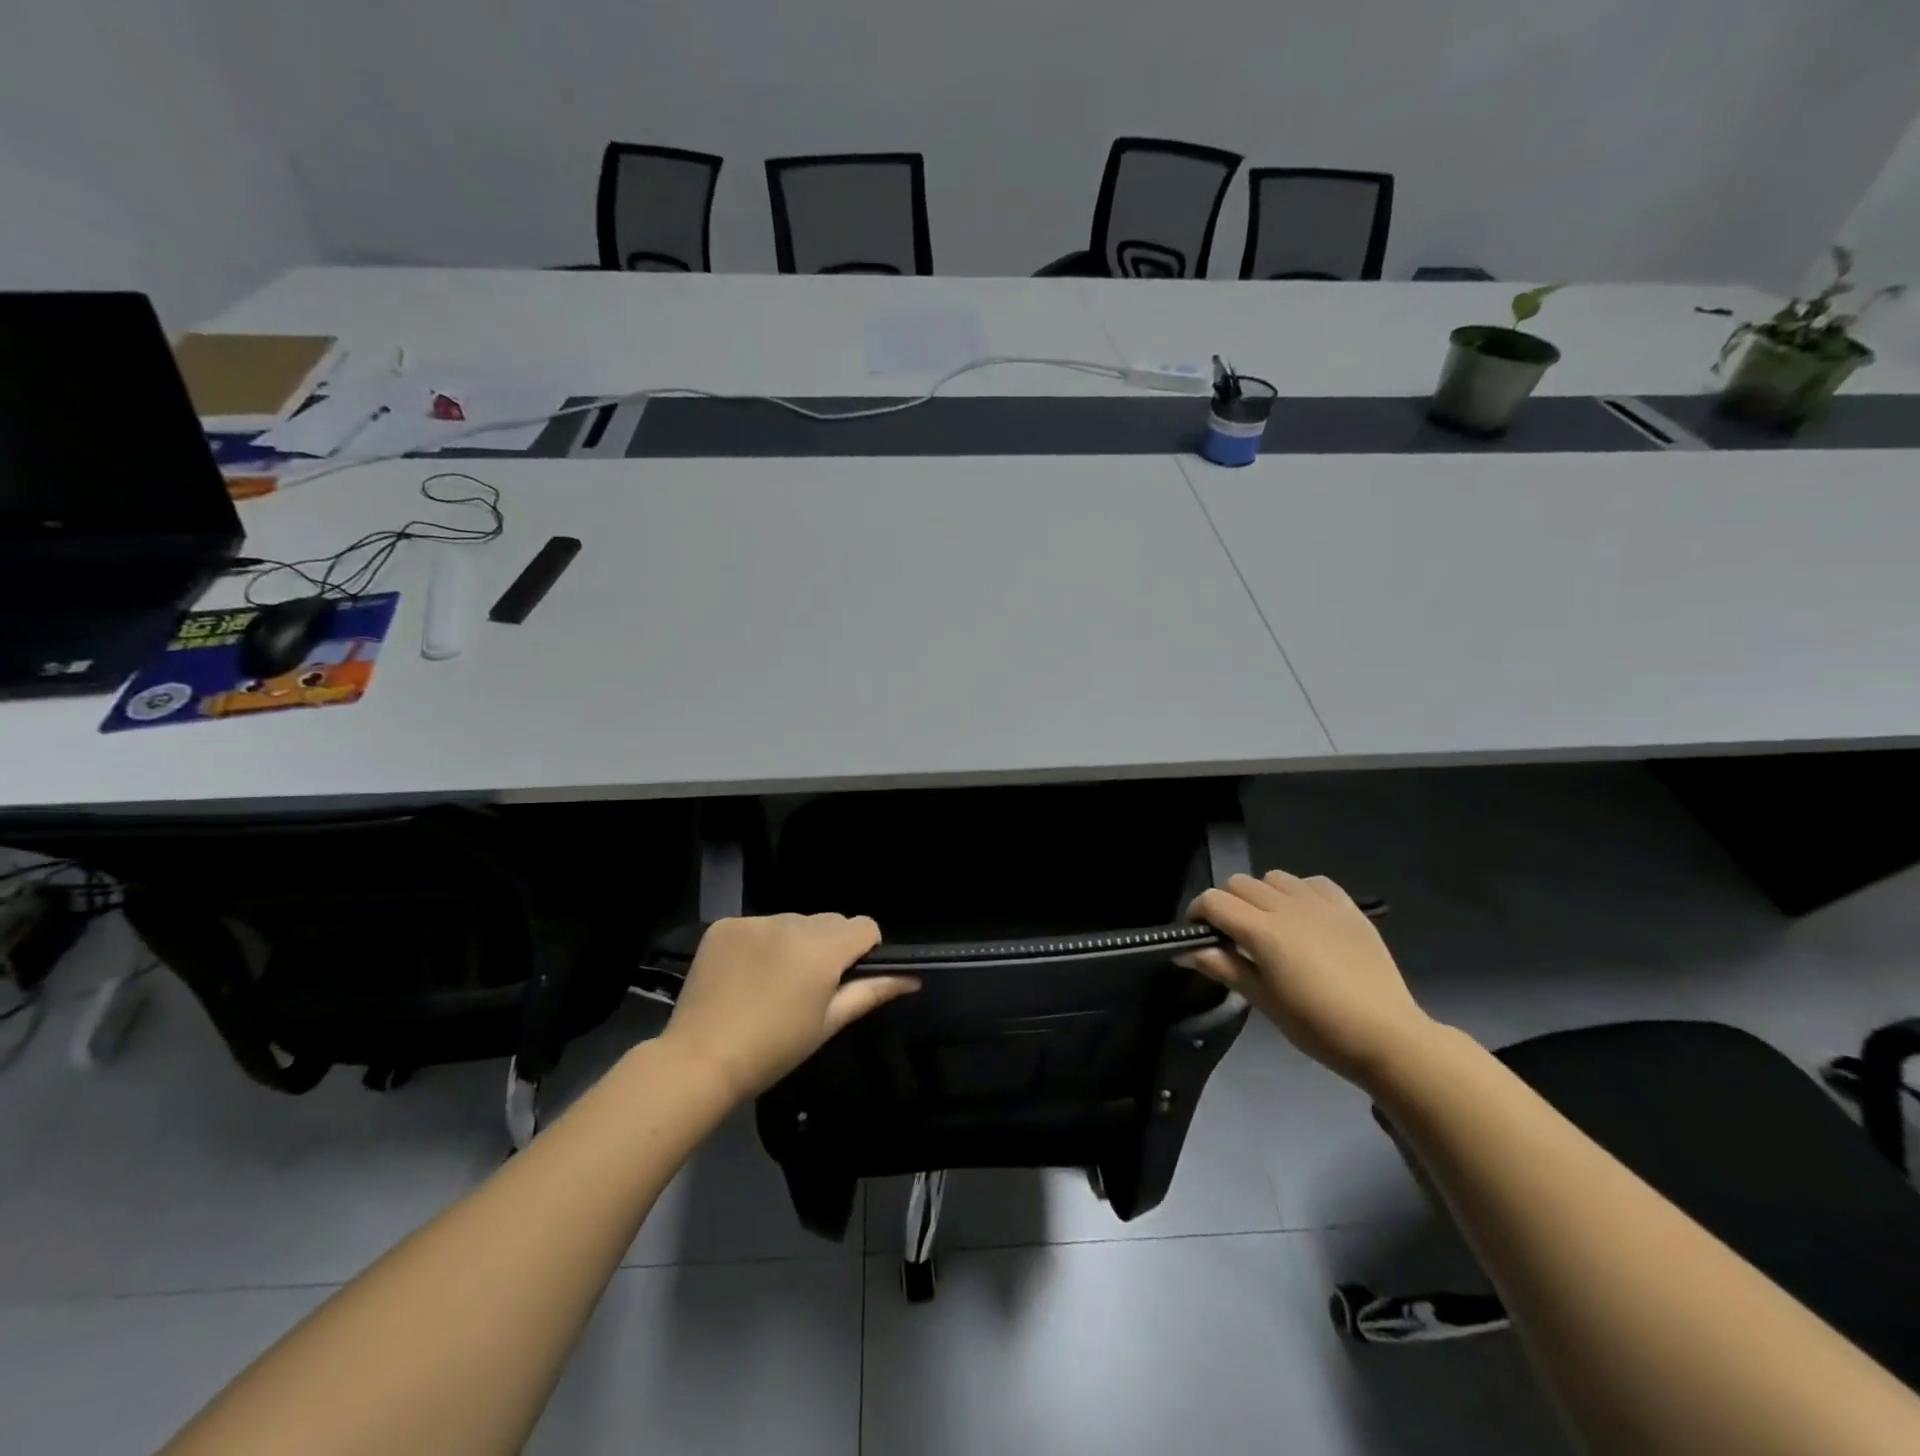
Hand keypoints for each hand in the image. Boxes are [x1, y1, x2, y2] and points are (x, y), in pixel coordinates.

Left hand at [661, 914, 918, 1104]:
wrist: (699, 1061)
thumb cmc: (773, 1050)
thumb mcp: (828, 1024)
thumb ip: (872, 992)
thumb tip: (913, 978)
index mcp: (823, 948)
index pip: (865, 926)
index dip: (865, 950)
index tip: (847, 978)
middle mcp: (792, 923)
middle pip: (830, 921)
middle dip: (829, 946)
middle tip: (809, 986)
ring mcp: (755, 921)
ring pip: (794, 922)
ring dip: (795, 942)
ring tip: (773, 982)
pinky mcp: (725, 925)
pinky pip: (759, 925)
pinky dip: (760, 943)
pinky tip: (745, 974)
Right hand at [1180, 872, 1434, 1084]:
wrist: (1388, 1036)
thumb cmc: (1319, 1026)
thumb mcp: (1264, 1002)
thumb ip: (1224, 968)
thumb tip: (1185, 952)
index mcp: (1263, 931)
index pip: (1213, 901)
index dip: (1197, 914)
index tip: (1197, 936)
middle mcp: (1288, 906)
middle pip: (1239, 883)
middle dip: (1226, 904)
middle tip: (1232, 936)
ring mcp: (1320, 903)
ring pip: (1273, 877)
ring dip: (1261, 894)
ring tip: (1269, 924)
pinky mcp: (1347, 907)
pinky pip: (1311, 882)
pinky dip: (1297, 892)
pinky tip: (1303, 917)